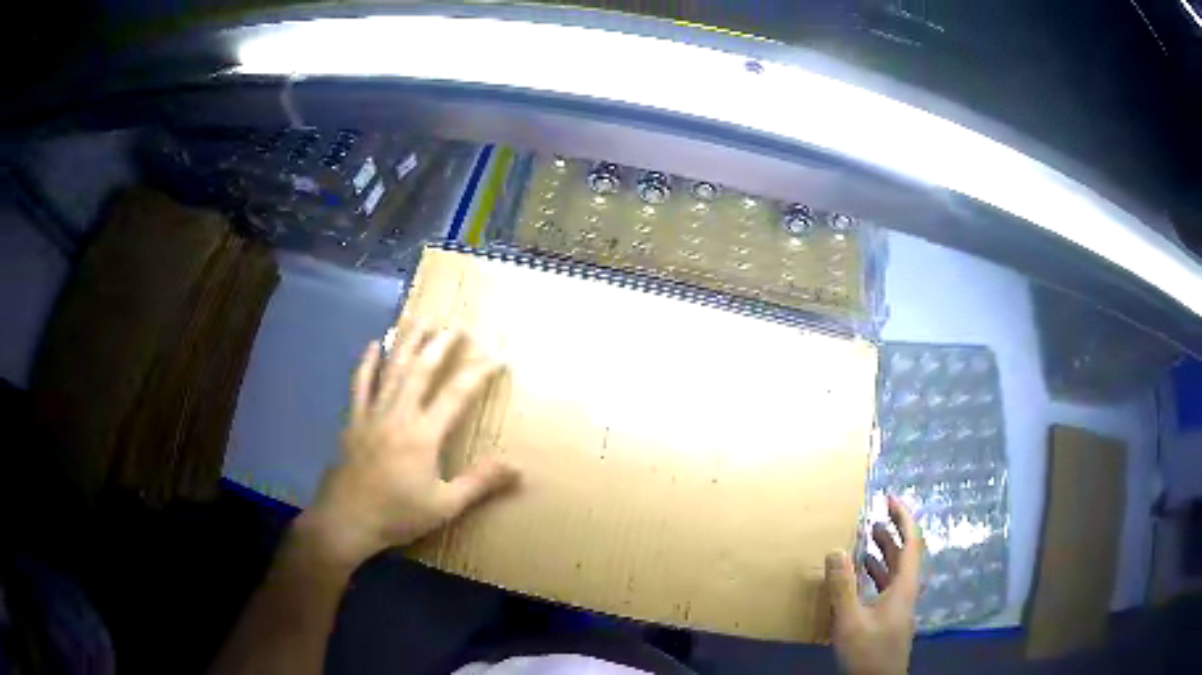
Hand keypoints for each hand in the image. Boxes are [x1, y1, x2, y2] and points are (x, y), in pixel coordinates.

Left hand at [299, 325, 518, 569]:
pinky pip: (360, 384)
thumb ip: (480, 483)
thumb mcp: (445, 506)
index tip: (496, 353)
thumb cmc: (397, 515)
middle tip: (457, 324)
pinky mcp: (353, 420)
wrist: (346, 520)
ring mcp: (372, 414)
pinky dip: (368, 363)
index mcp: (423, 434)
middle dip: (441, 344)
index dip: (478, 371)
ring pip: (392, 369)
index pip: (456, 394)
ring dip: (408, 342)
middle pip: (421, 370)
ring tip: (421, 319)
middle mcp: (398, 415)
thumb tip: (518, 467)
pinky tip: (375, 345)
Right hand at [825, 496, 922, 674]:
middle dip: (893, 531)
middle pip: (906, 553)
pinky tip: (860, 575)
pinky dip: (876, 572)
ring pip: (897, 570)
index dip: (903, 517)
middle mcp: (907, 591)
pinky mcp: (891, 618)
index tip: (889, 497)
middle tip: (874, 514)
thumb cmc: (868, 652)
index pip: (912, 542)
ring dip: (884, 551)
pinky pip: (888, 585)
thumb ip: (843, 587)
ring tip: (866, 537)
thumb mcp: (850, 621)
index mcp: (905, 586)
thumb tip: (835, 549)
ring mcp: (900, 605)